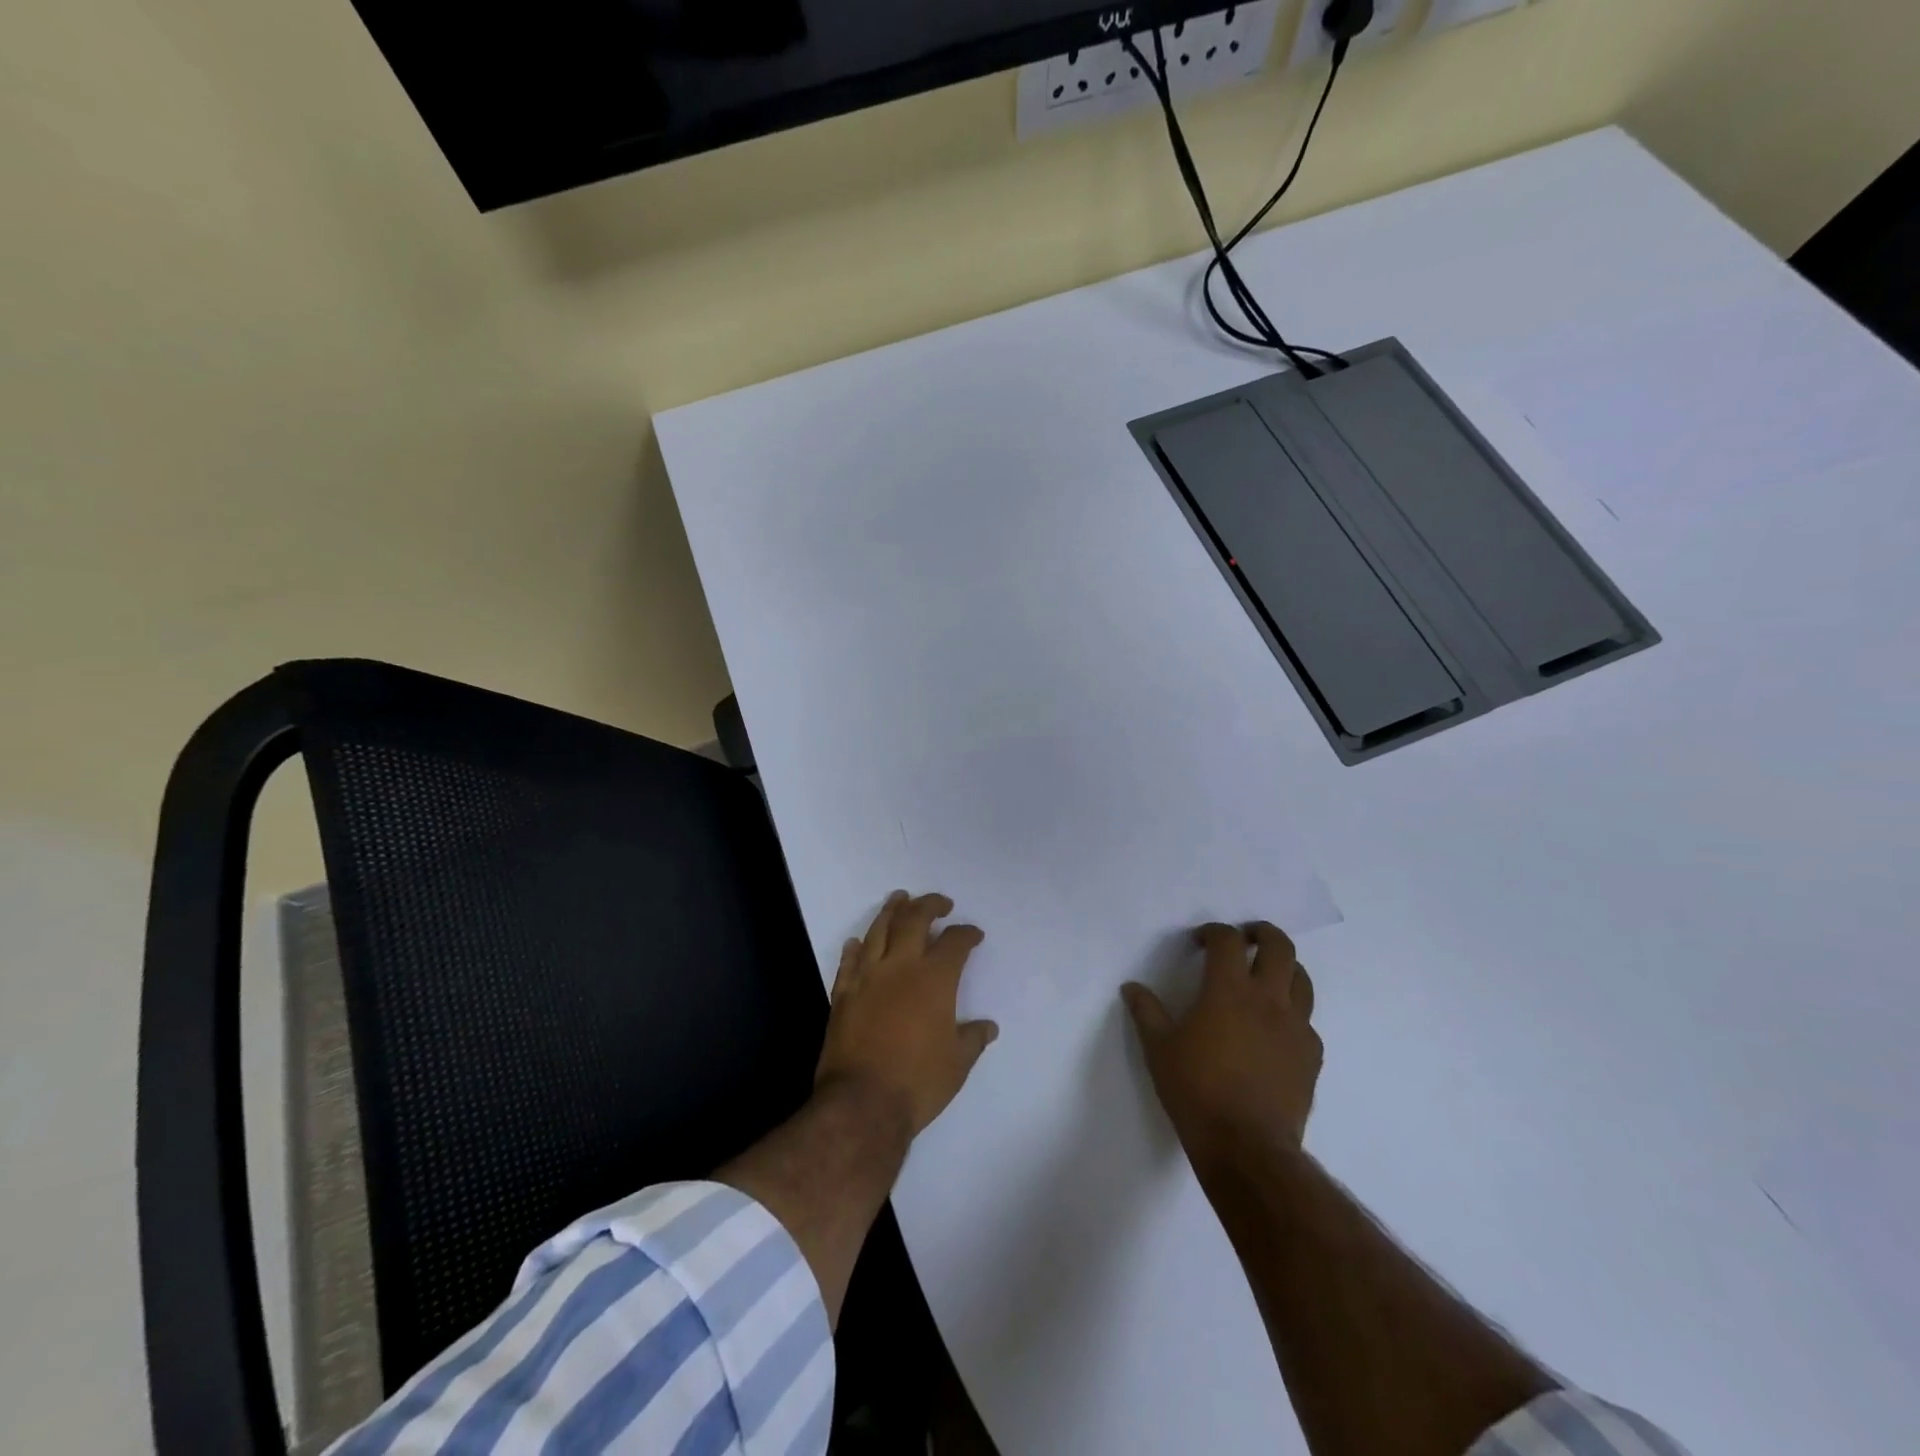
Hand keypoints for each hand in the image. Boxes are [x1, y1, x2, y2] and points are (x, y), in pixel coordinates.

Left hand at [816, 891, 998, 1137]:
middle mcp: (900, 967)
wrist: (862, 1104)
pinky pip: (849, 962)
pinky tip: (858, 941)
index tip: (974, 934)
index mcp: (934, 979)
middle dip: (929, 906)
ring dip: (891, 911)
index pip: (954, 943)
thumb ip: (973, 1038)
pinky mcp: (843, 994)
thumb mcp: (957, 1063)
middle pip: (914, 921)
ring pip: (878, 931)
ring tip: (899, 899)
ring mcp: (867, 978)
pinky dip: (855, 948)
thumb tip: (988, 1027)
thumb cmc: (918, 1082)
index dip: (966, 934)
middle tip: (940, 903)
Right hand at [1122, 922, 1320, 1172]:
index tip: (1200, 940)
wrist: (1247, 1147)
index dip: (1213, 932)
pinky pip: (1307, 1021)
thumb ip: (1146, 1012)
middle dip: (1262, 933)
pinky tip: (1275, 1030)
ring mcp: (1296, 1028)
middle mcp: (1268, 999)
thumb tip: (1131, 987)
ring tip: (1266, 976)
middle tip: (1246, 938)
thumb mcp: (1159, 1049)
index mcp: (1229, 990)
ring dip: (1285, 968)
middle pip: (1279, 947)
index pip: (1227, 941)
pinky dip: (1292, 1014)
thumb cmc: (1196, 1090)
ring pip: (1302, 980)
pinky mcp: (1311, 1057)